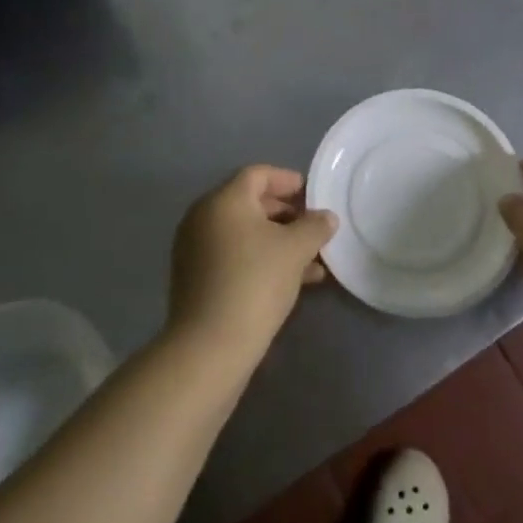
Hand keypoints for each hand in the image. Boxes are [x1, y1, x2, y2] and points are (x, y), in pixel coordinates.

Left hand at [169, 165, 337, 358]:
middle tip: (313, 228)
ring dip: (278, 241)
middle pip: (250, 203)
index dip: (287, 180)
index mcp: (224, 201)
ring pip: (244, 234)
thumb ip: (315, 227)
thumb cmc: (255, 283)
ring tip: (313, 261)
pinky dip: (261, 260)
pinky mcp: (196, 280)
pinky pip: (234, 257)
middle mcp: (203, 218)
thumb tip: (326, 217)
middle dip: (286, 214)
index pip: (257, 174)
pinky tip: (294, 282)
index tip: (312, 194)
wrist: (209, 348)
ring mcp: (196, 250)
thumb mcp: (295, 250)